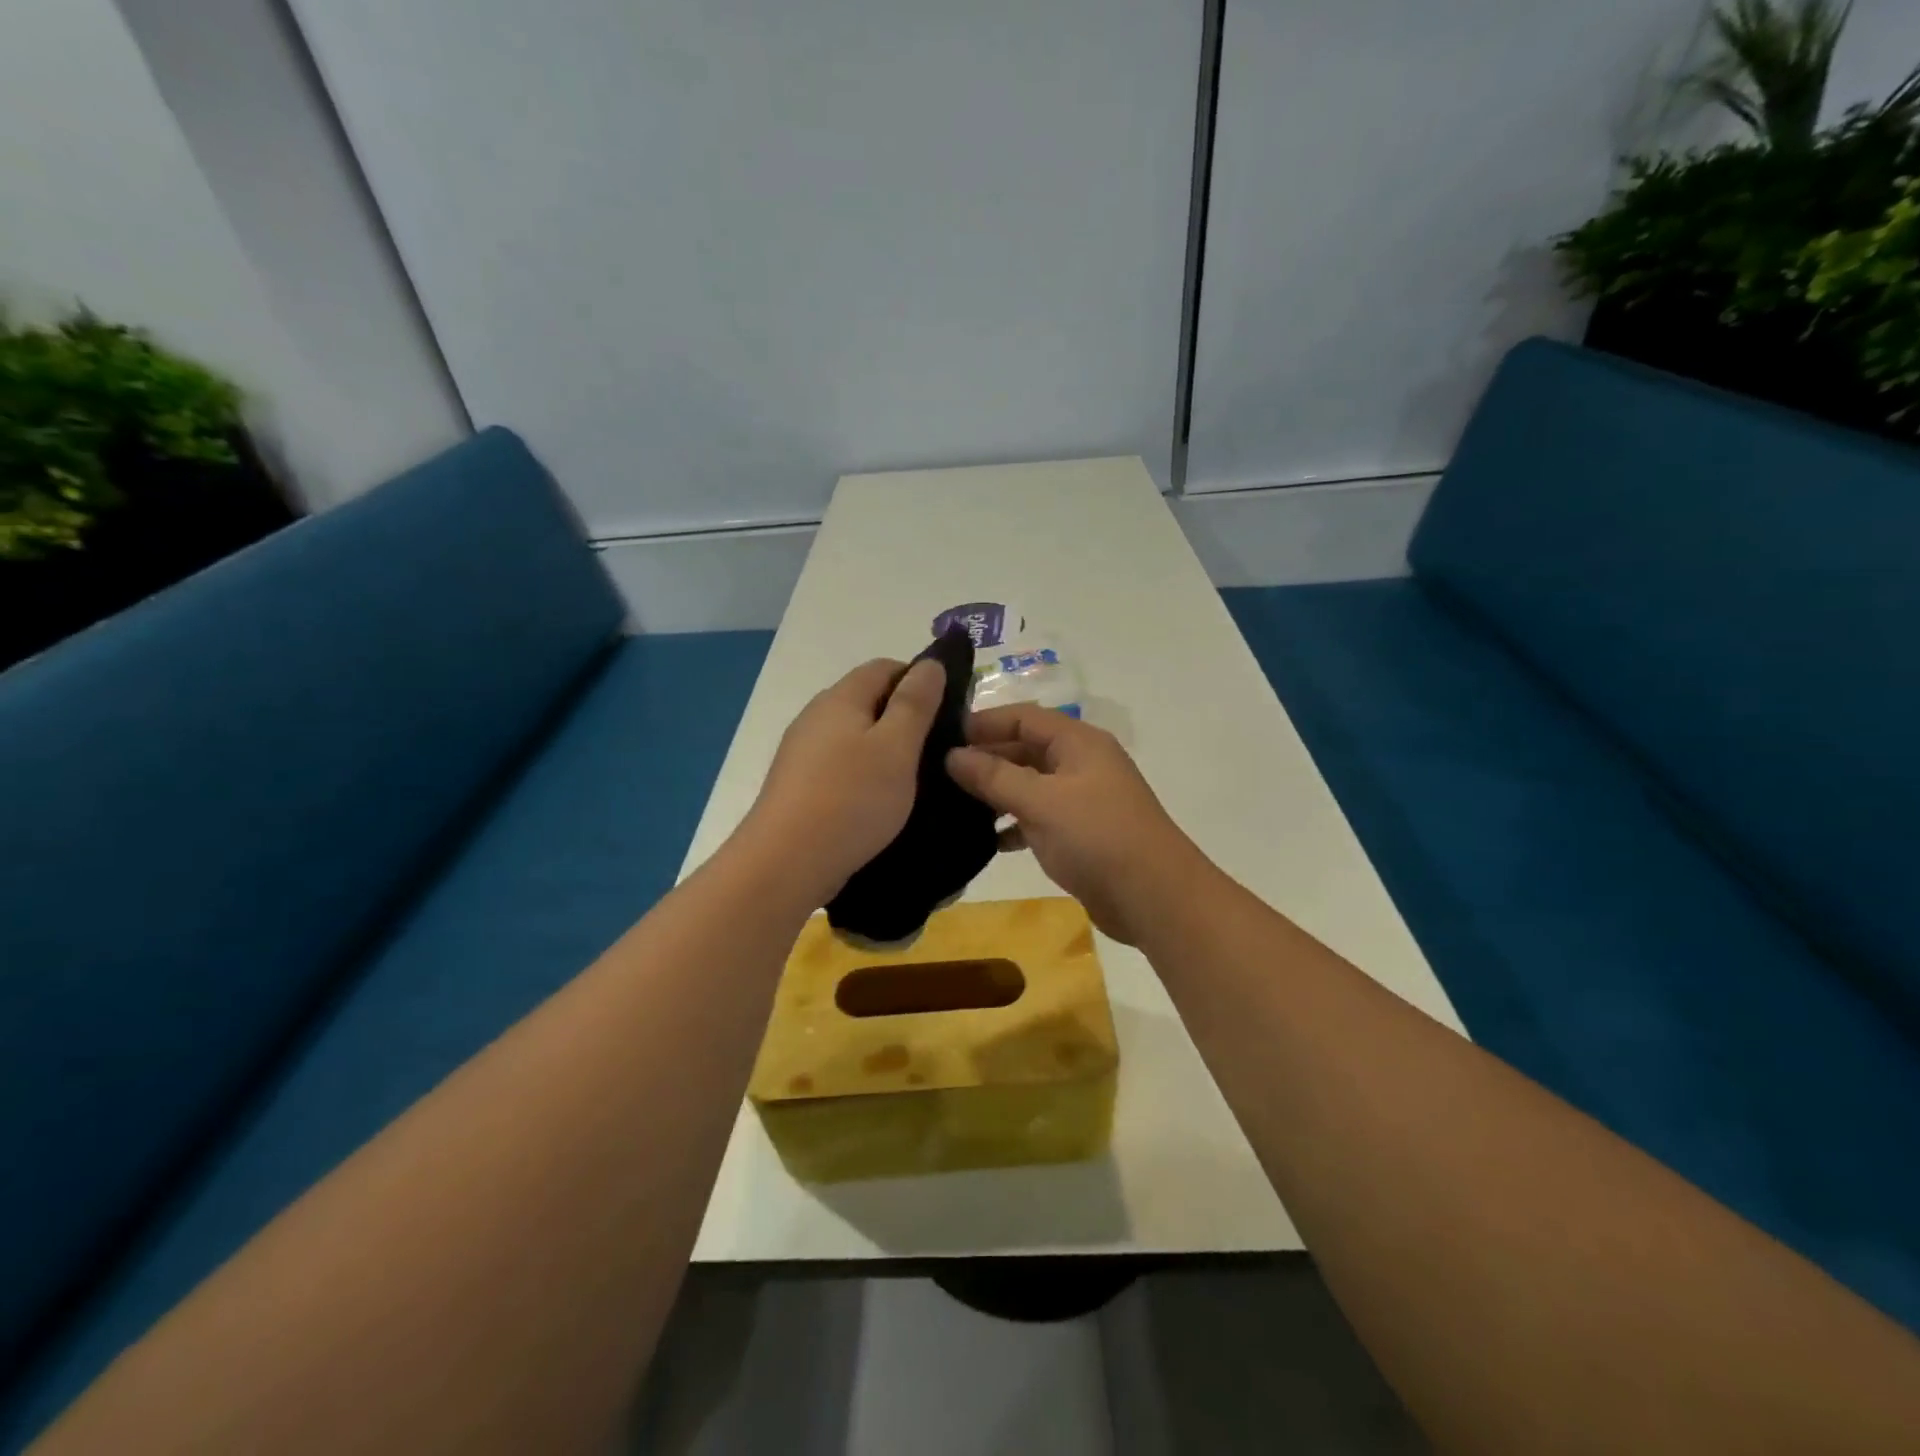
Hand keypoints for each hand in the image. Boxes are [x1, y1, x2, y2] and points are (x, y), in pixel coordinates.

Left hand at [741, 657, 944, 906]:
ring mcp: (802, 751)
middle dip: (904, 717)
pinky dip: (864, 774)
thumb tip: (930, 664)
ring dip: (885, 749)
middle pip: (868, 700)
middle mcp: (816, 715)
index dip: (920, 680)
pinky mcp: (798, 785)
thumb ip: (915, 703)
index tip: (948, 713)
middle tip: (937, 751)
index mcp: (841, 697)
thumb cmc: (851, 799)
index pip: (885, 667)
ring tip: (914, 780)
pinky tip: (878, 801)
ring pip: (854, 735)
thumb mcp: (897, 747)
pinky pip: (840, 765)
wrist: (785, 863)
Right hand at [946, 706, 1205, 944]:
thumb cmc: (1097, 838)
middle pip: (1025, 749)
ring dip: (996, 793)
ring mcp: (1082, 799)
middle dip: (985, 759)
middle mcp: (1081, 763)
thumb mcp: (1041, 802)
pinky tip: (987, 840)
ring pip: (1030, 785)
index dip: (983, 723)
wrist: (1154, 898)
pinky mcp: (1081, 833)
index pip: (1022, 717)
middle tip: (938, 775)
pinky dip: (1014, 824)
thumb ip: (994, 776)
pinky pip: (1039, 817)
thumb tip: (952, 756)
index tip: (941, 738)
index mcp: (1078, 743)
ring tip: (952, 806)